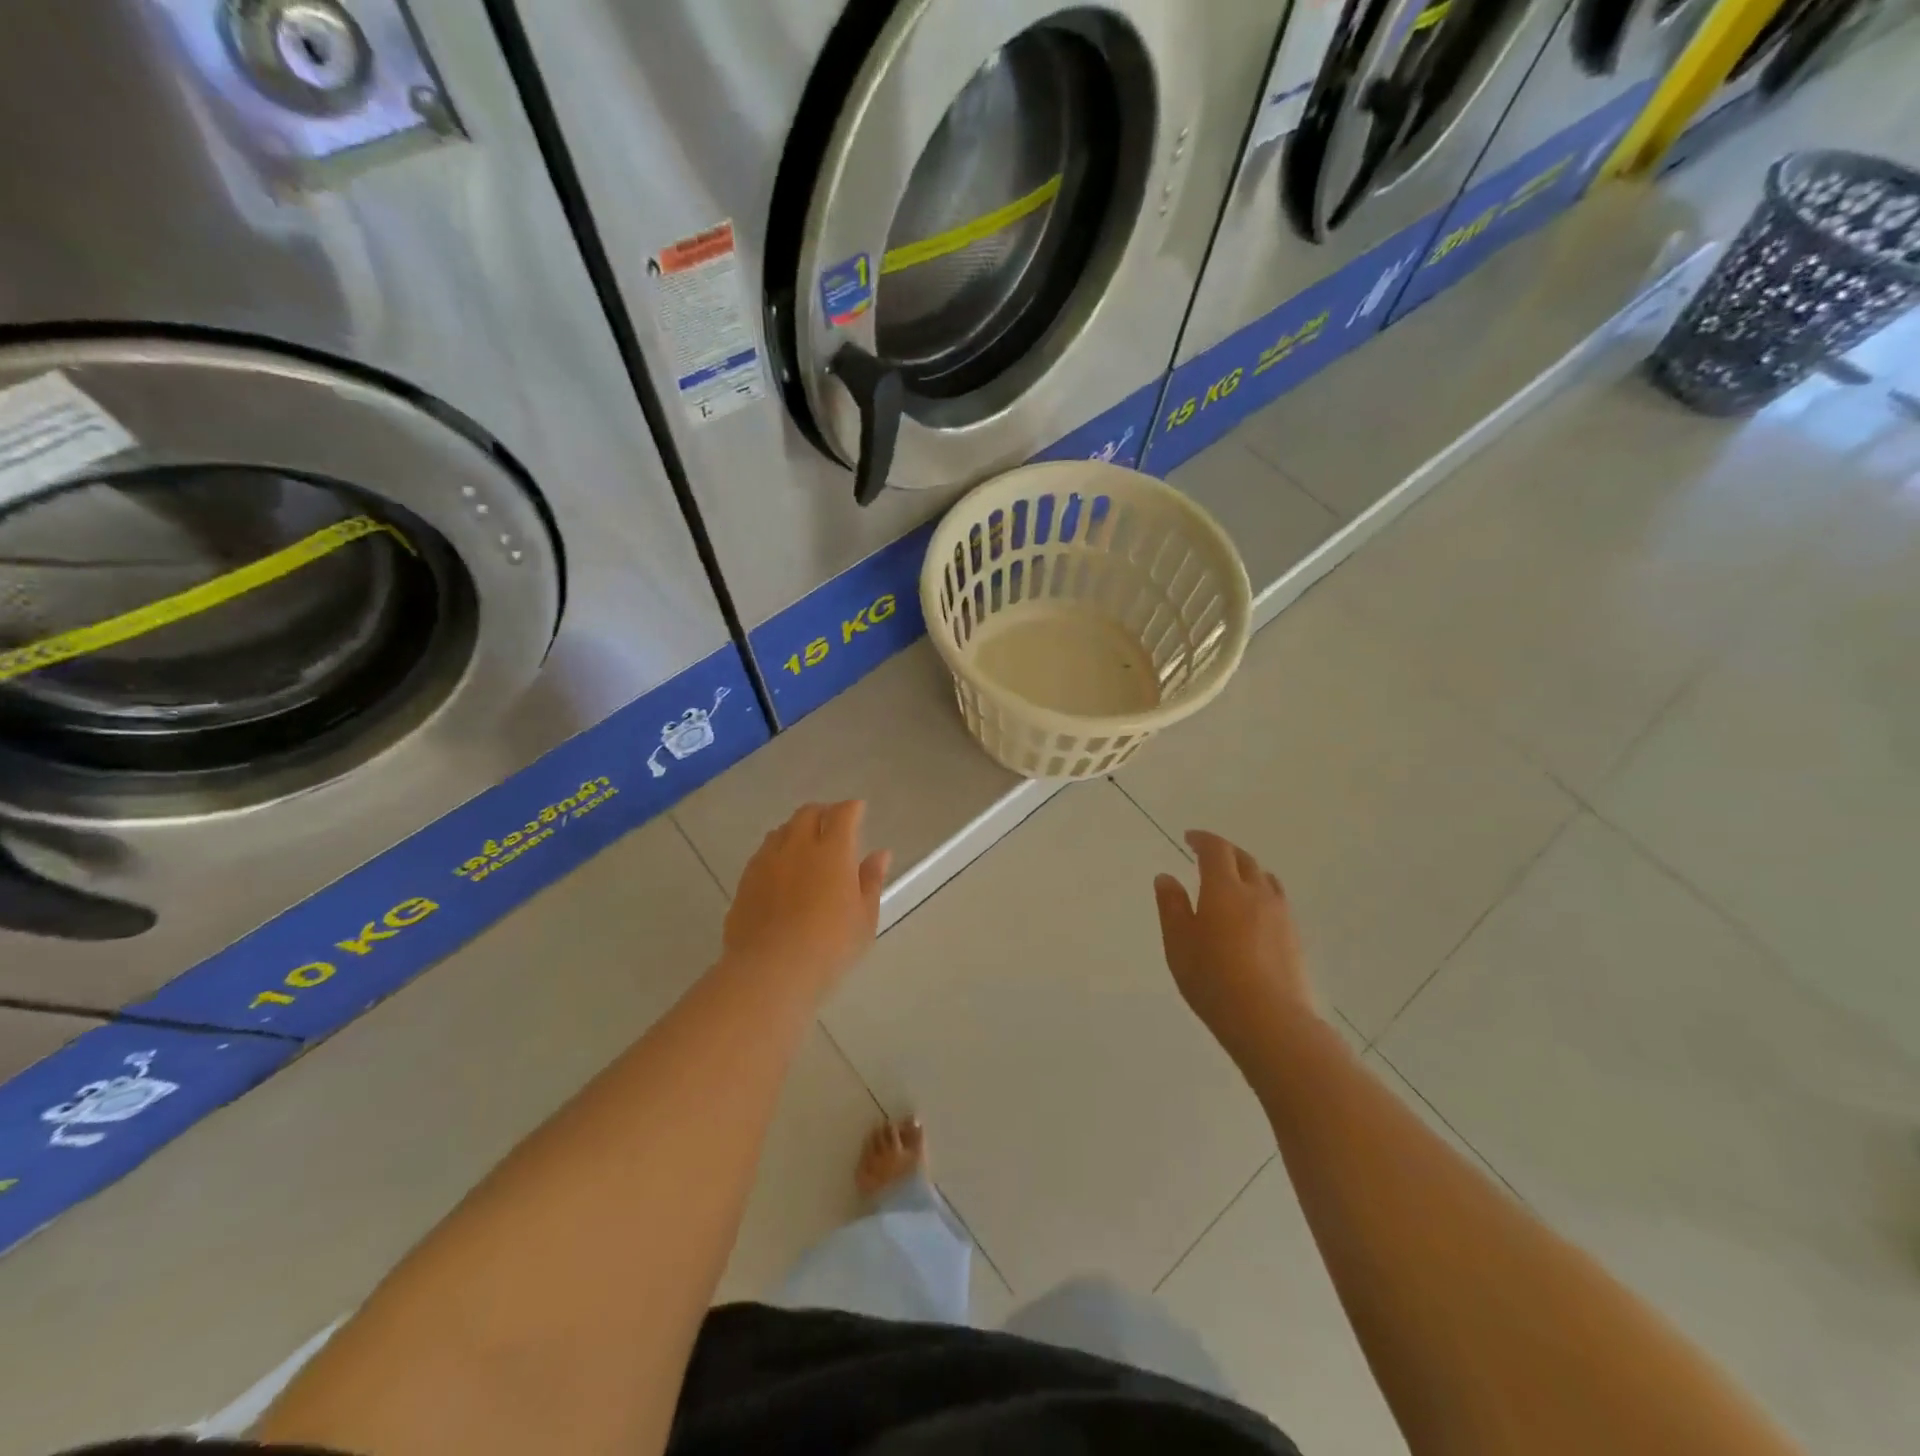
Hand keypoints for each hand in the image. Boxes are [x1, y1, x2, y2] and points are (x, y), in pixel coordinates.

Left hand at [724, 801, 891, 997]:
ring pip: (782, 830)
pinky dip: (777, 851)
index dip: (852, 808)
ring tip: (806, 845)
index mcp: (833, 851)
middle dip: (823, 812)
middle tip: (833, 824)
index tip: (858, 810)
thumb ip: (871, 880)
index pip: (843, 814)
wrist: (770, 971)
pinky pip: (763, 853)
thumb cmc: (830, 946)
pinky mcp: (745, 880)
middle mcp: (798, 846)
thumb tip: (881, 854)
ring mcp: (767, 861)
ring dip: (796, 829)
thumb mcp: (864, 918)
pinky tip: (781, 870)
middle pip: (808, 813)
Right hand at [1154, 831, 1316, 1065]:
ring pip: (1266, 879)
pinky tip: (1252, 915)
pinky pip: (1276, 902)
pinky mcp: (1294, 938)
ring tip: (1233, 882)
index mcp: (1224, 889)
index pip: (1216, 850)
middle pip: (1245, 860)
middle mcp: (1257, 894)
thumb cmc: (1212, 979)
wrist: (1269, 1021)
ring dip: (1247, 872)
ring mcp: (1281, 916)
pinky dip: (1261, 895)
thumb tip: (1166, 877)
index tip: (1189, 838)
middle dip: (1225, 852)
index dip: (1202, 839)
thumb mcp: (1178, 943)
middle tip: (1208, 856)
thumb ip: (1171, 906)